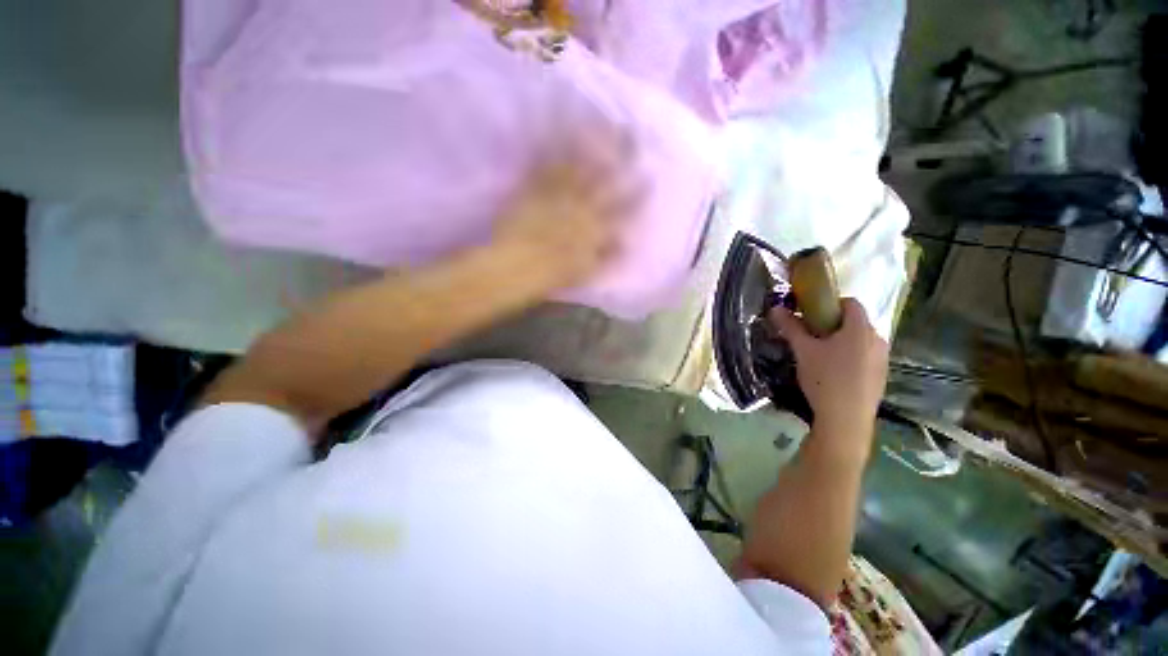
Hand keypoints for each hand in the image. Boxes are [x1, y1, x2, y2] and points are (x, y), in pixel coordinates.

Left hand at [492, 130, 642, 289]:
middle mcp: (580, 207)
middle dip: (617, 155)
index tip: (650, 174)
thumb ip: (607, 255)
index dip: (639, 191)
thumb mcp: (583, 271)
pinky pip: (547, 166)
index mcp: (596, 229)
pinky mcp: (533, 189)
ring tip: (598, 125)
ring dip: (588, 145)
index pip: (624, 208)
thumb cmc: (547, 276)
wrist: (510, 266)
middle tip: (628, 131)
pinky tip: (560, 133)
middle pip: (604, 178)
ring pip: (578, 167)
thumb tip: (628, 240)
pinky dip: (554, 149)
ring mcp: (556, 195)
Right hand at [768, 298, 888, 449]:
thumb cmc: (825, 382)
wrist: (845, 426)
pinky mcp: (882, 382)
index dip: (832, 306)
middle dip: (839, 329)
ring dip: (849, 349)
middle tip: (818, 344)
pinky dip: (856, 367)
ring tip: (828, 366)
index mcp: (860, 326)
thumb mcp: (804, 353)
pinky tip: (839, 384)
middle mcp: (877, 338)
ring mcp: (883, 361)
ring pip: (864, 346)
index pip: (850, 302)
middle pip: (858, 325)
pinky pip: (868, 364)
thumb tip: (776, 308)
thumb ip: (792, 328)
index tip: (816, 320)